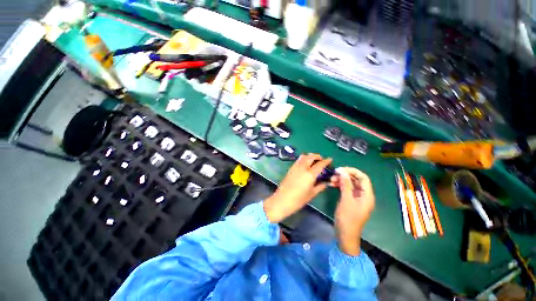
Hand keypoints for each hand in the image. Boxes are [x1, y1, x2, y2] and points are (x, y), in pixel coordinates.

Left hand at [264, 154, 331, 222]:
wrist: (282, 200)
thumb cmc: (298, 200)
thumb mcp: (312, 194)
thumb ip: (320, 186)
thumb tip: (326, 182)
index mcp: (310, 174)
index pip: (320, 164)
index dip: (326, 161)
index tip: (330, 159)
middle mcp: (302, 168)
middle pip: (311, 157)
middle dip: (317, 156)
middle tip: (321, 159)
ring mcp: (295, 167)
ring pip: (303, 156)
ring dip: (310, 156)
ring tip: (313, 160)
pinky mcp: (290, 169)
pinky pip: (298, 160)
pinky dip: (303, 159)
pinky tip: (305, 164)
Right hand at [331, 167, 374, 255]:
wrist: (345, 234)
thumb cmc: (348, 218)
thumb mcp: (346, 200)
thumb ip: (345, 184)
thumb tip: (342, 171)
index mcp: (367, 195)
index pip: (363, 177)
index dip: (352, 171)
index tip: (340, 169)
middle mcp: (364, 195)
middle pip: (356, 180)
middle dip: (345, 175)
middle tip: (333, 174)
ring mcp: (357, 198)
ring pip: (350, 184)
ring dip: (341, 180)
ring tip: (331, 180)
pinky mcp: (351, 201)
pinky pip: (346, 189)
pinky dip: (340, 186)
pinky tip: (332, 184)